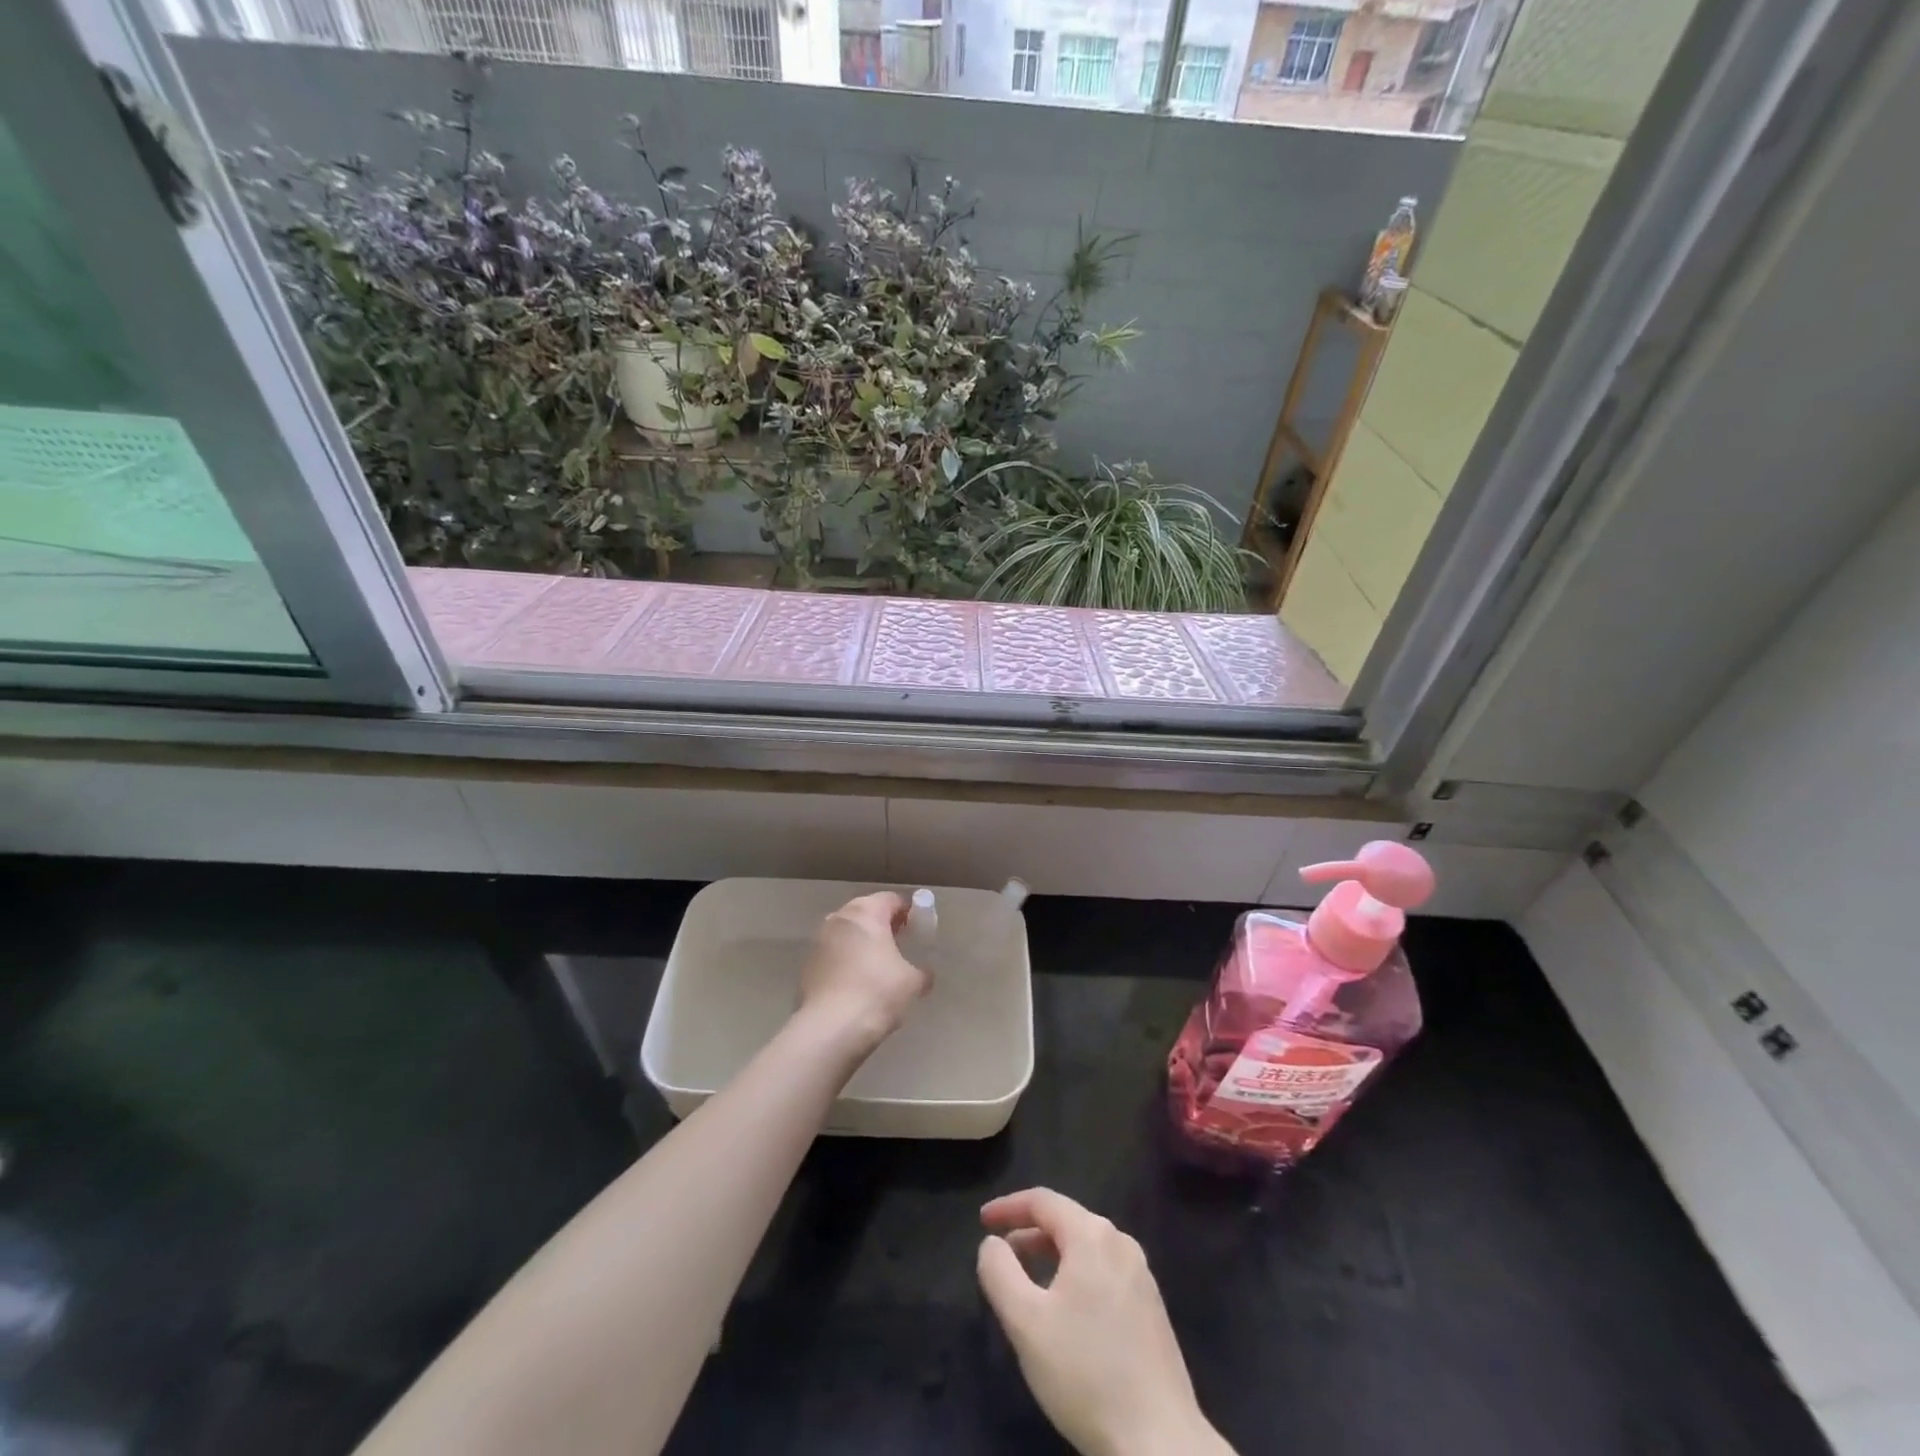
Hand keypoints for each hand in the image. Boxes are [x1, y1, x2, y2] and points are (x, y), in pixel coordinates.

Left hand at [797, 891, 931, 1055]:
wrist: (831, 1028)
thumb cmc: (878, 993)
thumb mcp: (913, 983)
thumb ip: (921, 971)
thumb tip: (924, 974)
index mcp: (866, 913)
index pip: (890, 899)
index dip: (907, 911)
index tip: (917, 928)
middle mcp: (839, 918)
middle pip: (865, 912)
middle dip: (882, 924)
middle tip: (899, 944)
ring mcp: (819, 941)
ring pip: (846, 932)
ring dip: (861, 942)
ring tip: (878, 965)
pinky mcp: (807, 964)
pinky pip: (833, 953)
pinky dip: (846, 960)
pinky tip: (856, 983)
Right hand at [977, 1189, 1232, 1455]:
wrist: (1159, 1443)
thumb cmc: (1086, 1373)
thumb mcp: (1026, 1323)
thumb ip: (1000, 1272)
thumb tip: (992, 1244)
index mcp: (1093, 1235)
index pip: (1043, 1201)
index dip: (1008, 1206)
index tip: (982, 1221)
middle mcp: (1121, 1243)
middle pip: (1067, 1220)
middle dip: (1029, 1232)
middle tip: (1000, 1253)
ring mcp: (1141, 1275)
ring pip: (1086, 1248)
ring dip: (1052, 1254)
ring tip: (1027, 1280)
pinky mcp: (1151, 1307)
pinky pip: (1104, 1271)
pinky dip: (1075, 1274)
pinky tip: (1065, 1309)